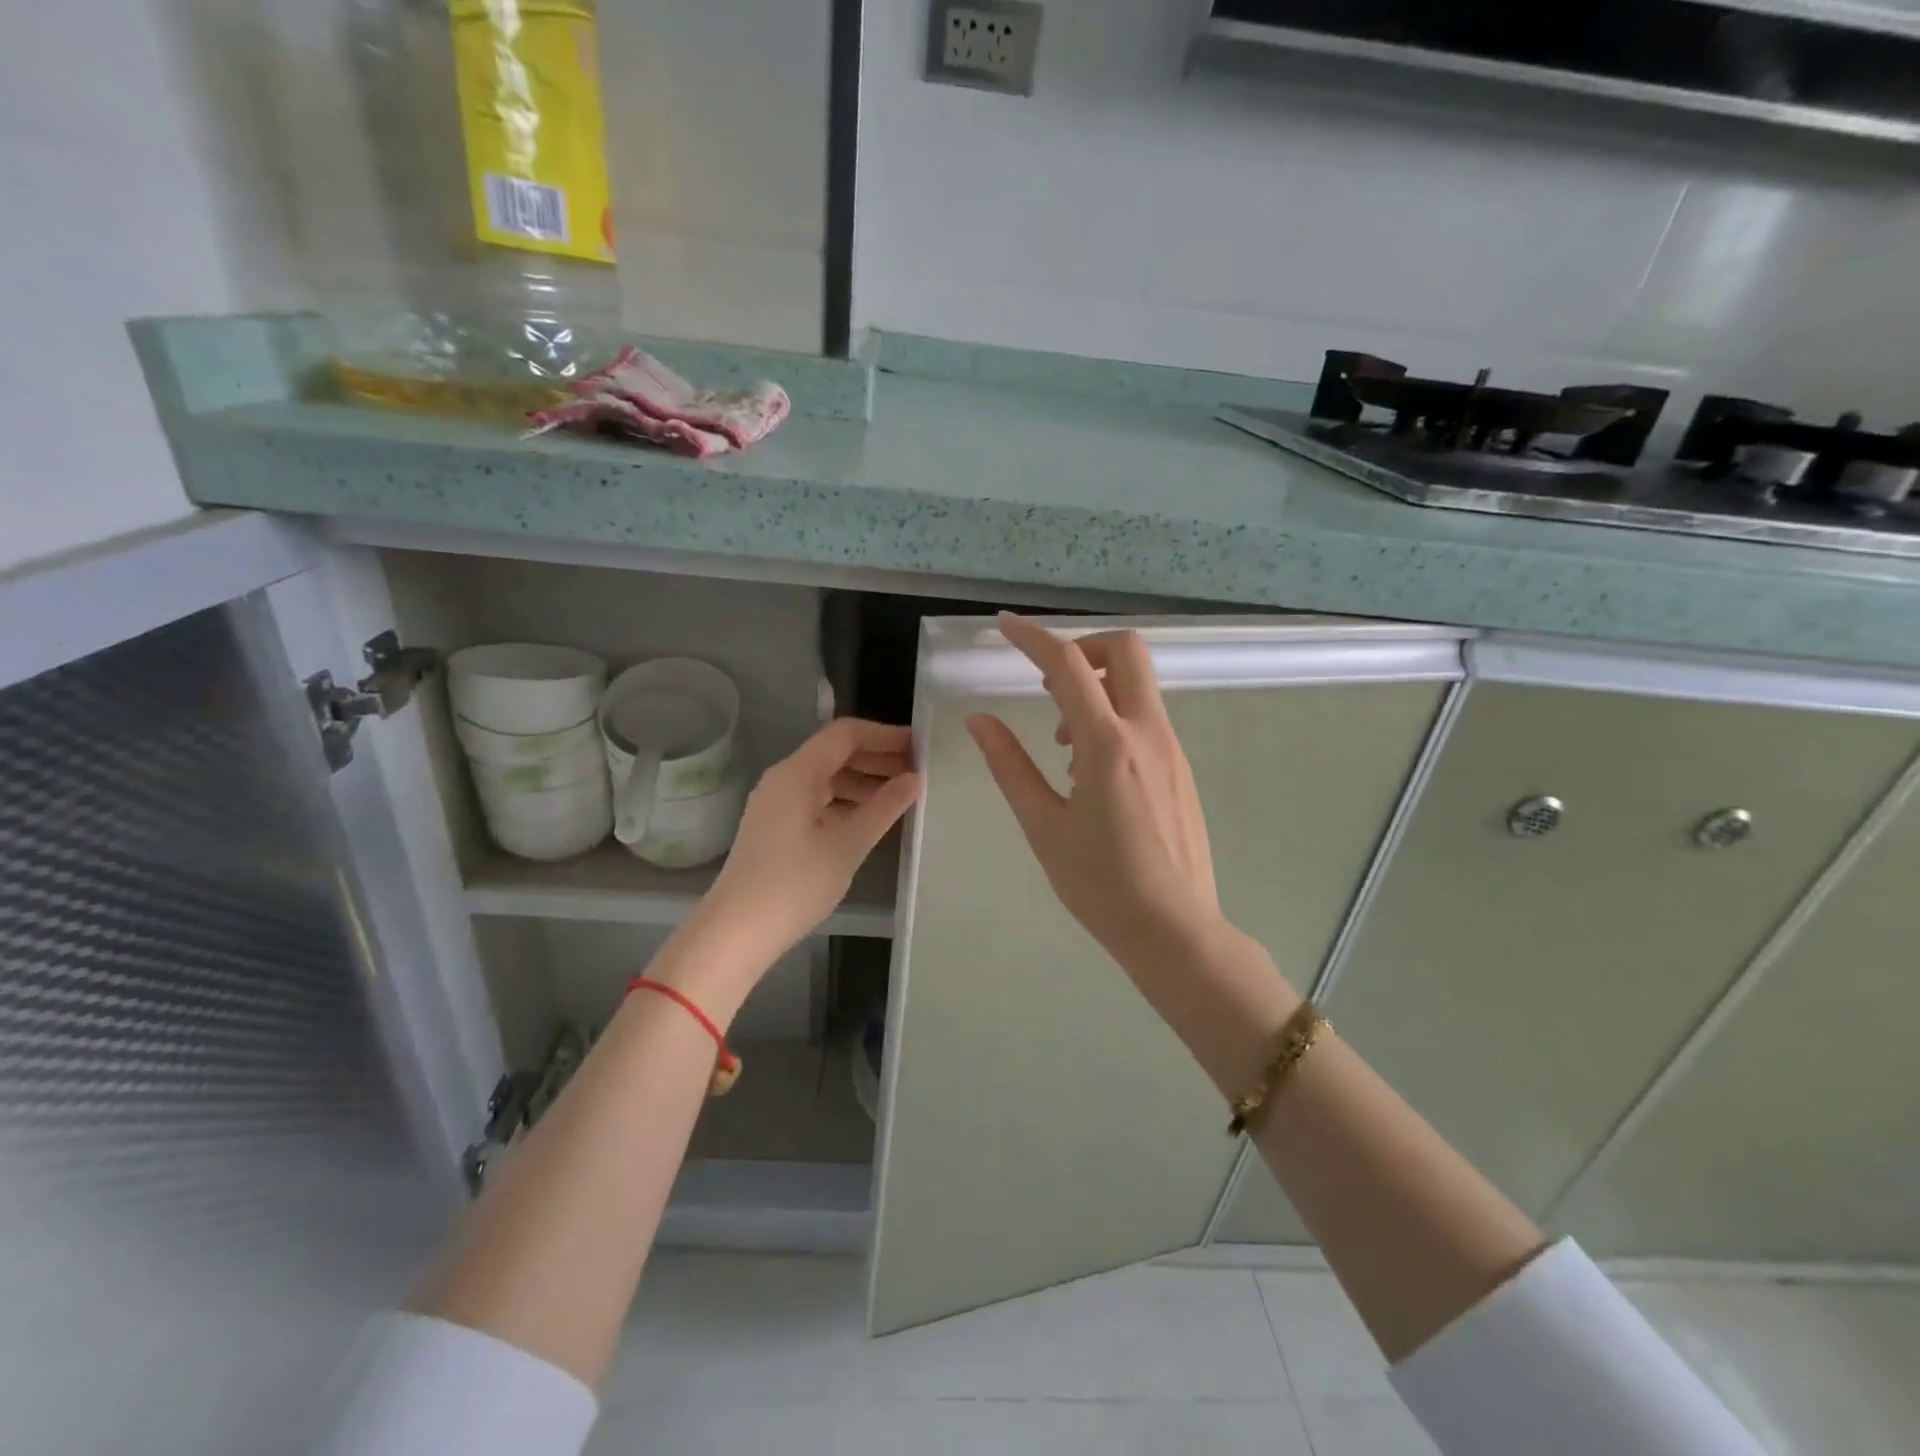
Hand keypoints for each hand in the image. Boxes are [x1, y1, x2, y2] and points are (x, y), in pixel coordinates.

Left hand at [697, 718, 919, 971]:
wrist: (736, 932)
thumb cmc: (795, 884)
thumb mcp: (848, 845)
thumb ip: (884, 808)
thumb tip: (914, 779)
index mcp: (797, 773)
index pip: (845, 734)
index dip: (884, 735)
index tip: (919, 746)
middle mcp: (783, 779)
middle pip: (835, 753)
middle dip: (877, 758)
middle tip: (917, 771)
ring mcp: (777, 803)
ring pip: (827, 778)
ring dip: (864, 781)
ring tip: (901, 796)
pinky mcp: (776, 826)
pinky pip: (817, 799)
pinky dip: (846, 801)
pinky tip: (870, 819)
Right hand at [966, 614, 1221, 975]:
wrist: (1174, 930)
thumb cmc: (1100, 885)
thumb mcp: (1043, 826)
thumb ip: (1009, 766)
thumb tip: (979, 720)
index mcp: (1107, 746)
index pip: (1068, 666)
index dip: (1033, 637)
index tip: (1004, 627)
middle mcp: (1147, 733)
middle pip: (1126, 651)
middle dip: (1082, 648)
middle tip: (1047, 683)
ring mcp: (1171, 749)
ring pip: (1138, 684)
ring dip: (1096, 688)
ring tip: (1062, 744)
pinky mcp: (1181, 768)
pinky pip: (1146, 717)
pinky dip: (1113, 716)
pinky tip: (1090, 769)